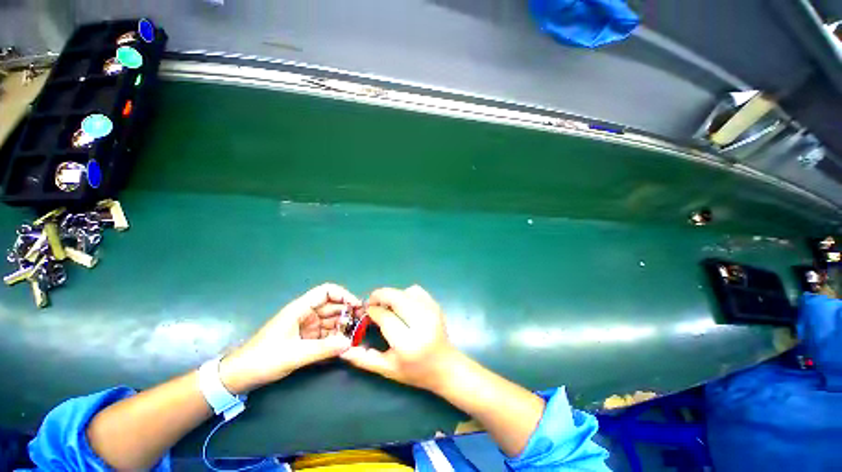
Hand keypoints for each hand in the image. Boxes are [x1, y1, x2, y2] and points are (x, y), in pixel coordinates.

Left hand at [220, 283, 360, 393]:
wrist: (239, 377)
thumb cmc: (263, 359)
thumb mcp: (294, 355)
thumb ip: (323, 349)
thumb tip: (349, 343)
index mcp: (300, 309)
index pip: (326, 291)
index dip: (343, 294)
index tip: (357, 306)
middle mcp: (305, 314)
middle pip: (332, 306)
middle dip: (347, 312)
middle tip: (362, 323)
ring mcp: (306, 327)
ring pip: (331, 321)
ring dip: (343, 327)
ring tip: (356, 336)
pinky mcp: (306, 339)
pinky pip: (325, 334)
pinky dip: (335, 338)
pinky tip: (343, 346)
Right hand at [341, 285, 460, 392]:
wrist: (445, 366)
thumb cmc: (415, 371)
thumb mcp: (387, 369)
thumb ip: (364, 359)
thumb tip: (343, 349)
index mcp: (408, 343)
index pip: (386, 317)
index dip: (373, 311)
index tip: (367, 312)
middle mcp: (421, 324)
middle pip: (397, 298)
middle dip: (380, 295)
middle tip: (372, 302)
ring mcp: (431, 312)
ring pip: (405, 291)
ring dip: (393, 295)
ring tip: (387, 305)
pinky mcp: (436, 306)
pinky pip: (416, 290)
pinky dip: (406, 293)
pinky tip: (403, 304)